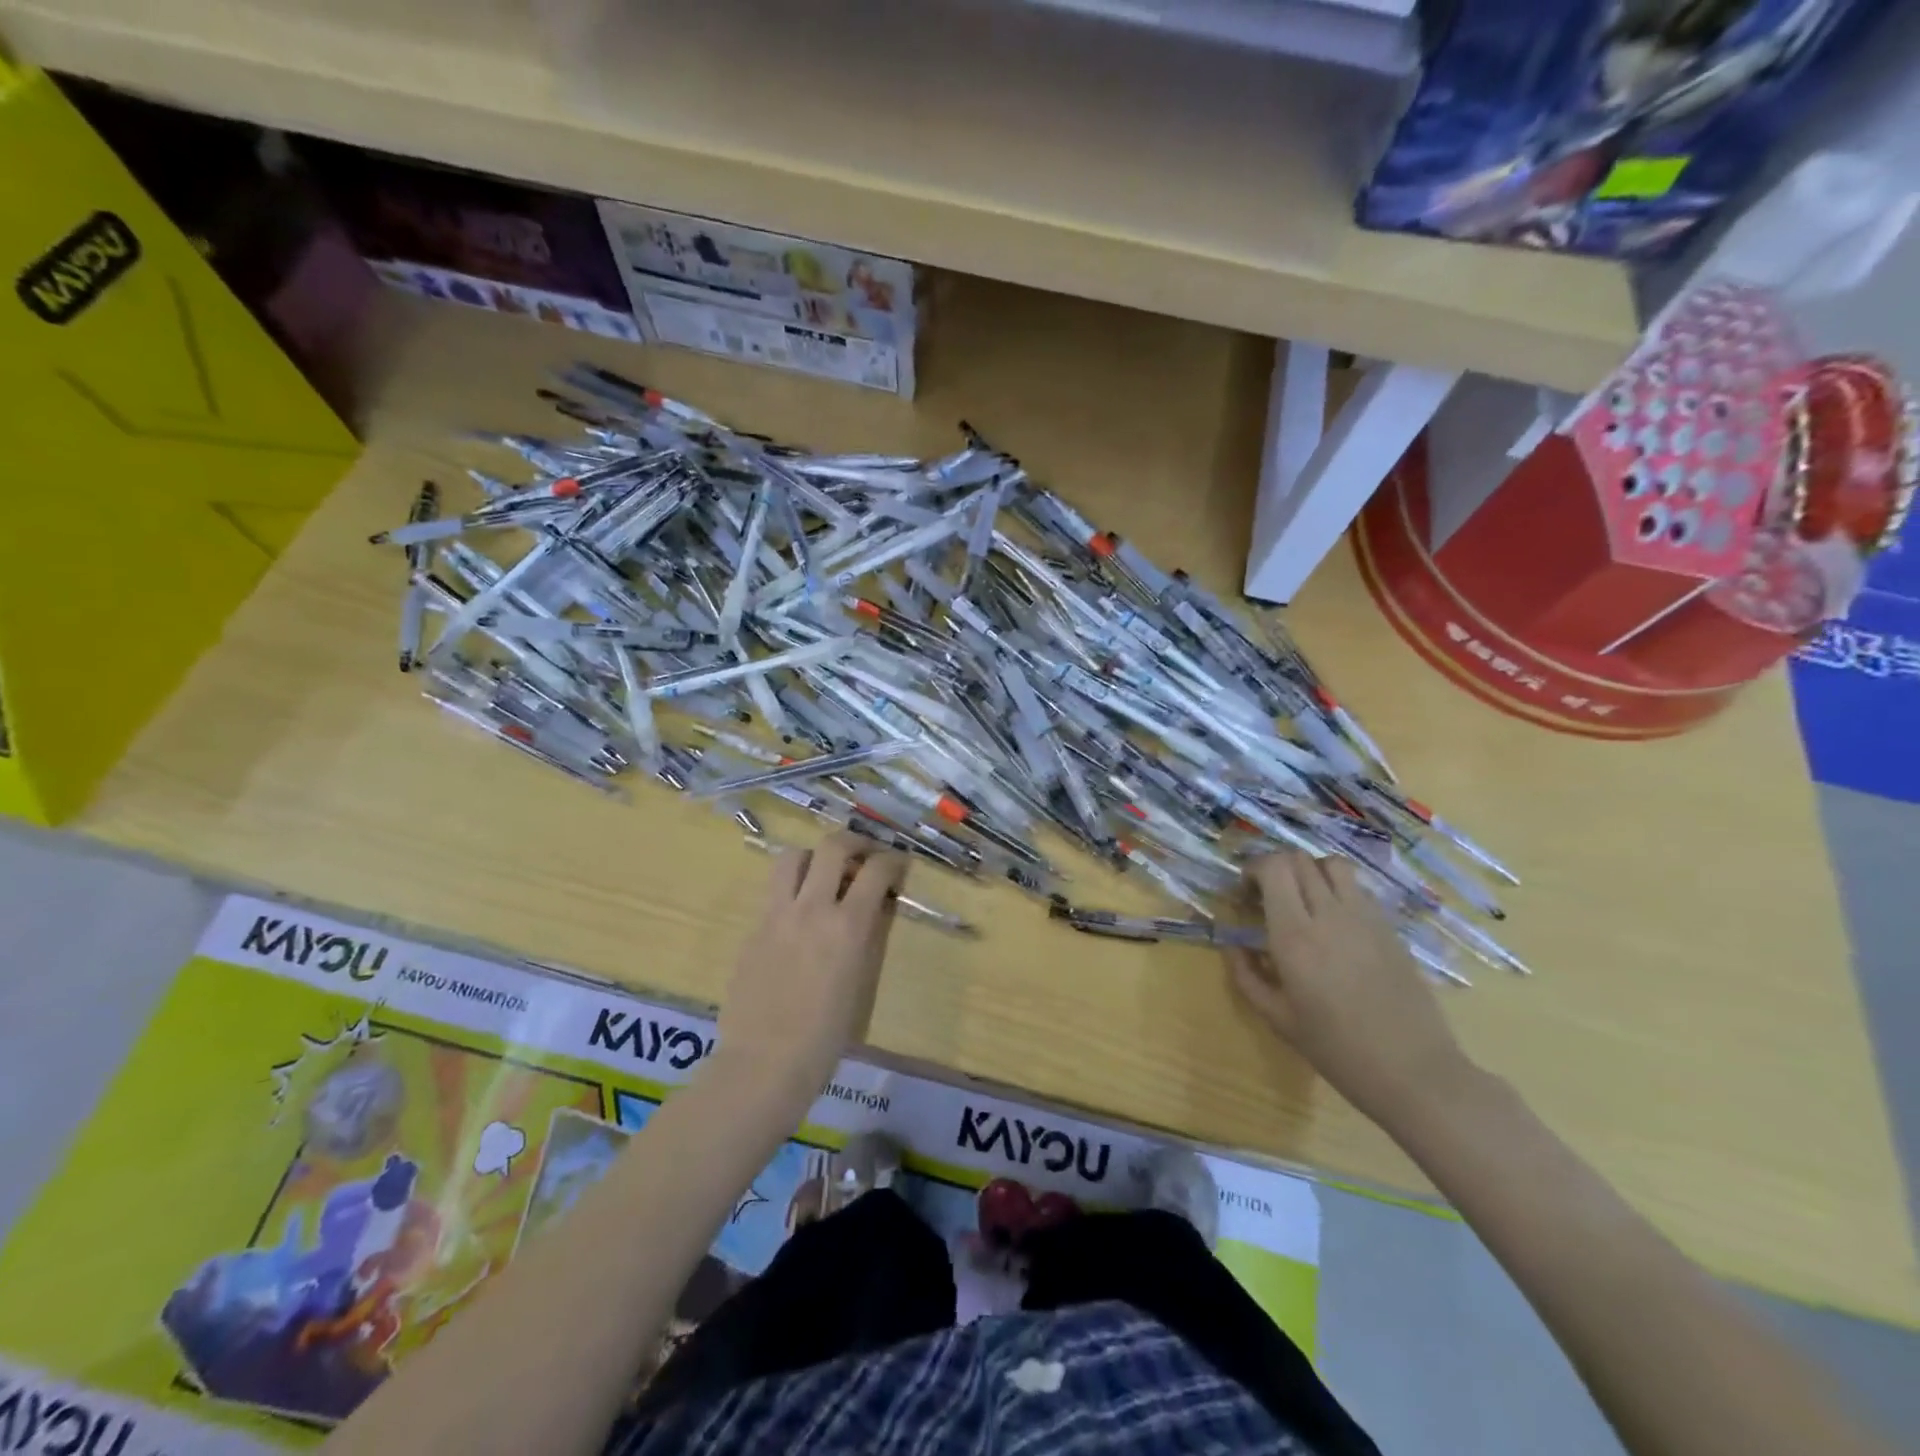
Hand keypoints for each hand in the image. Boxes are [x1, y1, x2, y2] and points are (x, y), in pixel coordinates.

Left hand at [716, 833, 907, 1103]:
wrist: (764, 1063)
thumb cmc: (825, 1038)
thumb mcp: (859, 982)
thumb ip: (863, 938)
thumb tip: (868, 911)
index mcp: (848, 926)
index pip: (876, 870)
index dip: (893, 860)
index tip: (898, 865)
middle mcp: (813, 908)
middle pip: (833, 846)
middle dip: (854, 842)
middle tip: (863, 855)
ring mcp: (777, 915)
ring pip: (793, 857)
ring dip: (813, 857)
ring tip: (823, 874)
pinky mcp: (753, 928)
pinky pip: (774, 891)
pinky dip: (791, 887)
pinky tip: (798, 911)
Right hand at [1224, 851, 1472, 1128]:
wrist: (1415, 1072)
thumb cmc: (1338, 1050)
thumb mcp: (1278, 1019)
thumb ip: (1247, 976)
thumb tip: (1232, 946)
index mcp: (1295, 936)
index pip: (1273, 868)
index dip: (1253, 869)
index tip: (1245, 894)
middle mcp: (1329, 915)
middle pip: (1299, 859)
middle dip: (1275, 868)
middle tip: (1267, 897)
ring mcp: (1365, 918)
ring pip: (1333, 865)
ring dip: (1310, 872)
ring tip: (1302, 900)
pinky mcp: (1390, 928)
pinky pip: (1358, 889)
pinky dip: (1337, 890)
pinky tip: (1334, 922)